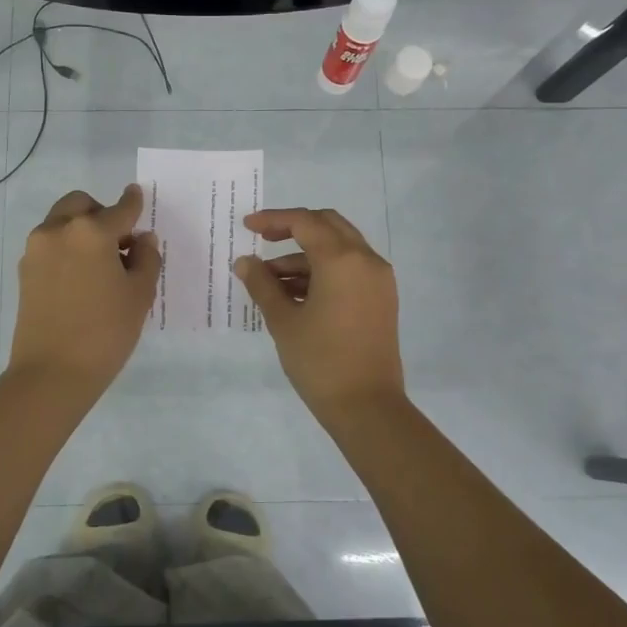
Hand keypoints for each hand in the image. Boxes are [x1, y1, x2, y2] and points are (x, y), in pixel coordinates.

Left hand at [7, 184, 162, 396]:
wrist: (52, 372)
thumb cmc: (105, 332)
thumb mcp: (139, 295)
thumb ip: (146, 259)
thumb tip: (142, 240)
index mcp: (91, 232)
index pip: (120, 209)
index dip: (133, 202)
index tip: (137, 194)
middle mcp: (59, 230)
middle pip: (81, 204)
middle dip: (100, 213)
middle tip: (119, 242)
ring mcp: (36, 250)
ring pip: (61, 222)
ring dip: (81, 229)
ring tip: (100, 263)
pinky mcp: (24, 271)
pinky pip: (50, 244)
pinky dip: (66, 247)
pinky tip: (81, 277)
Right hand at [234, 208, 404, 418]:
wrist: (367, 406)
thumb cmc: (320, 361)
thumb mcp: (283, 321)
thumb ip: (262, 284)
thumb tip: (245, 262)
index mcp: (342, 260)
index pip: (305, 222)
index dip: (273, 219)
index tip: (248, 226)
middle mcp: (366, 260)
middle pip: (328, 225)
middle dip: (294, 228)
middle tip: (263, 240)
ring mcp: (379, 279)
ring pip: (340, 247)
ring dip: (306, 254)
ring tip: (271, 280)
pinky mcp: (382, 298)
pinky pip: (351, 268)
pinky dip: (324, 270)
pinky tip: (296, 293)